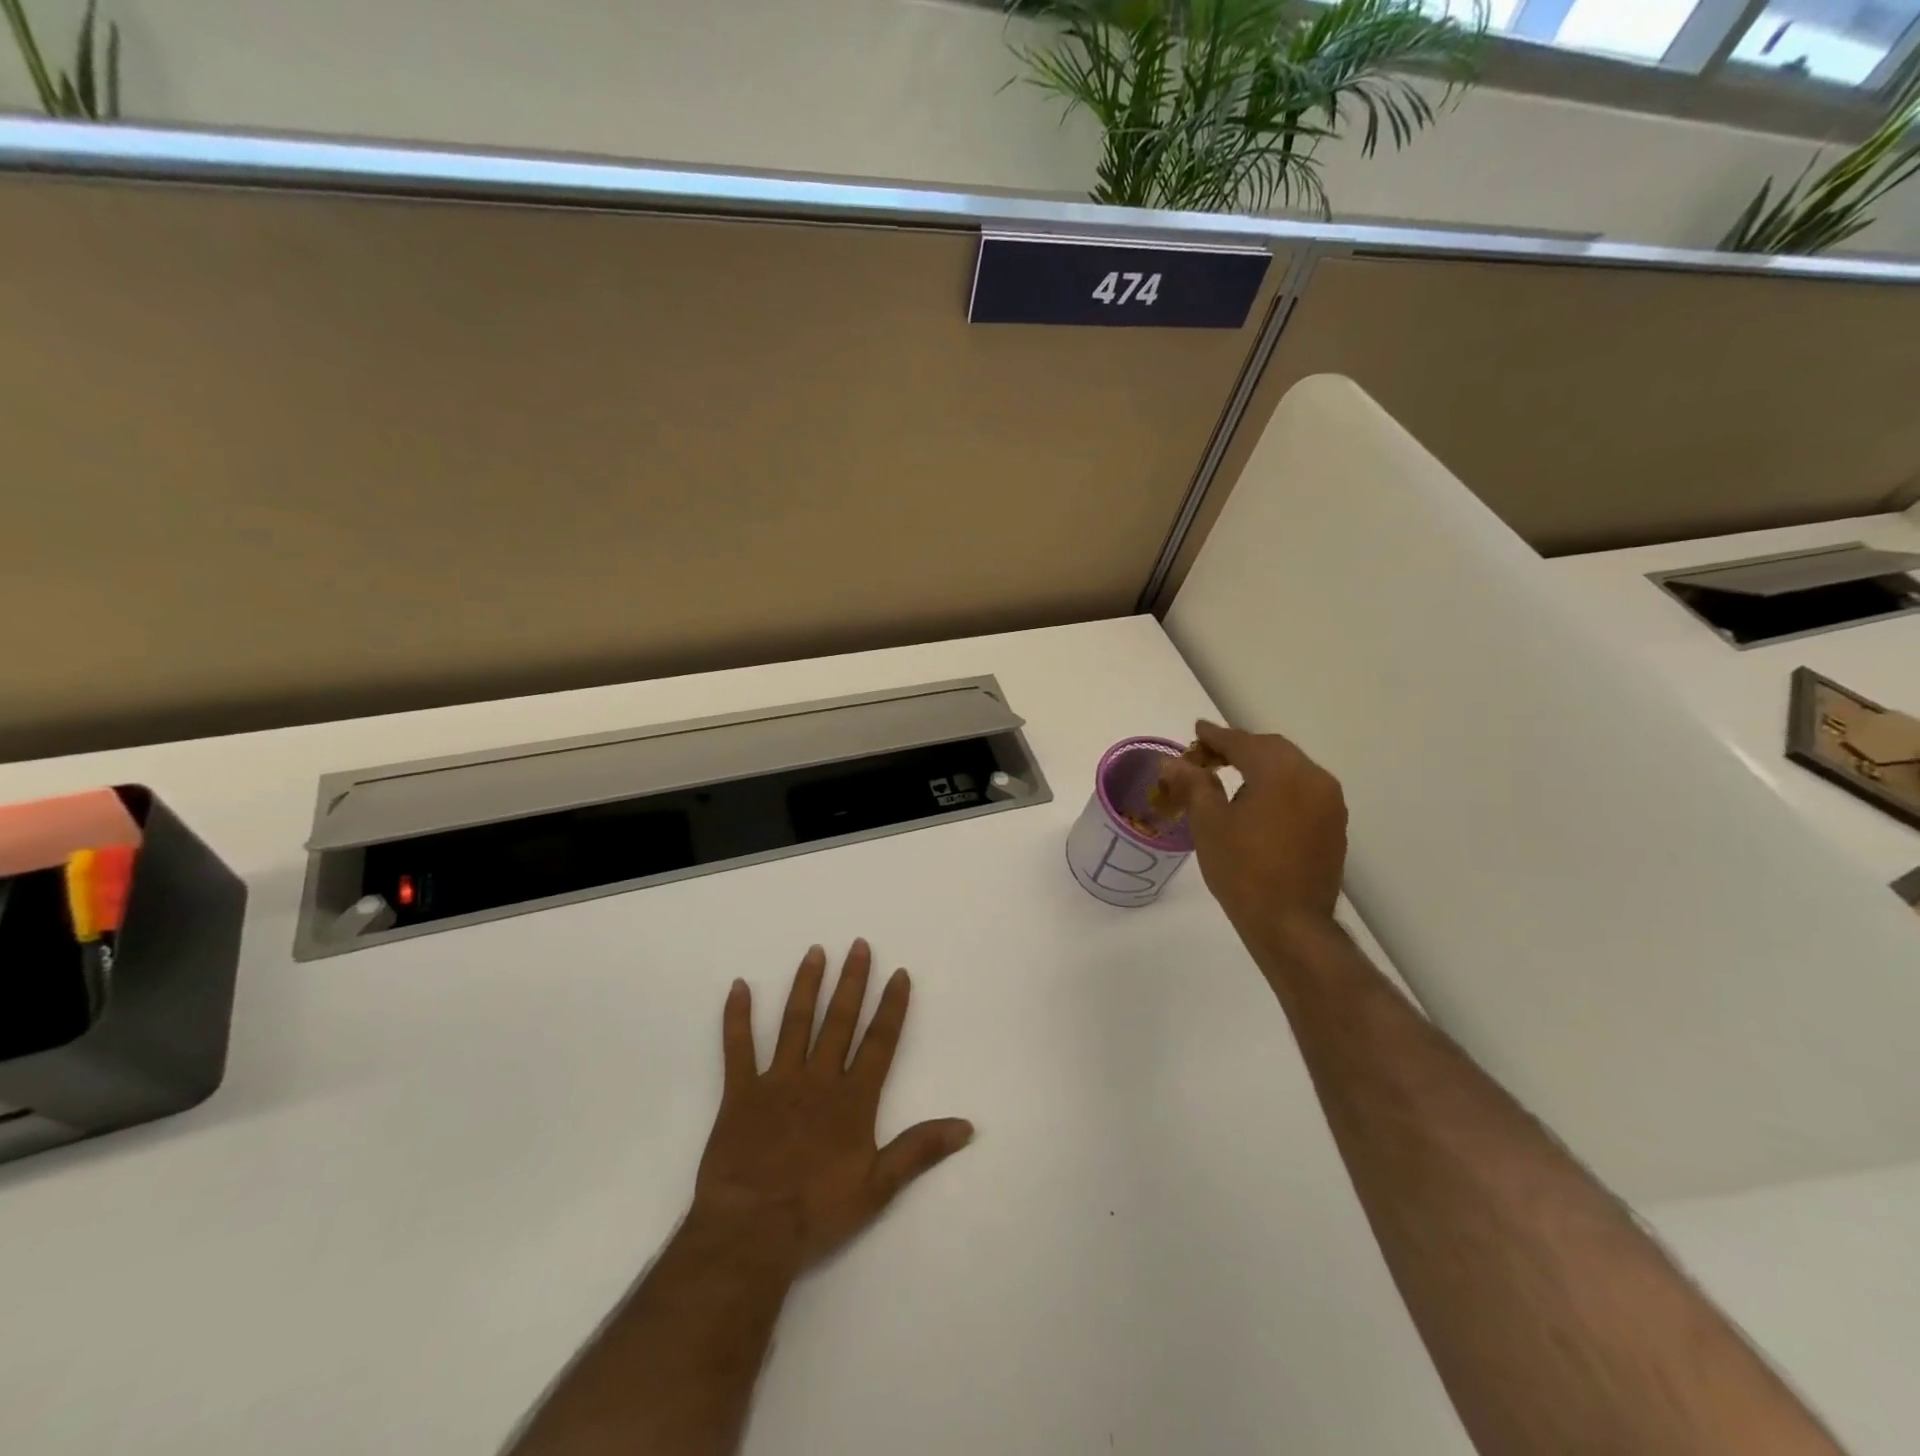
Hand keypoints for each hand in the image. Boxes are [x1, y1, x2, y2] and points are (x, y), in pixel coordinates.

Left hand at [688, 941, 973, 1276]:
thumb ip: (920, 1150)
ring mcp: (777, 1081)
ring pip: (795, 1023)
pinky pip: (737, 1048)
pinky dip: (736, 1016)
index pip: (879, 1042)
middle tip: (858, 945)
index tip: (898, 973)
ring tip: (815, 952)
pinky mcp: (740, 1093)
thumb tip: (967, 1126)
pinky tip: (739, 986)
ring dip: (806, 985)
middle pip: (839, 1021)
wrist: (752, 1231)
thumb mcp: (879, 1187)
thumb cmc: (818, 1211)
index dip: (891, 1006)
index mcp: (853, 1099)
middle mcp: (819, 1078)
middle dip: (851, 981)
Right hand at [1158, 720, 1347, 938]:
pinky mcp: (1334, 825)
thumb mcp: (1208, 824)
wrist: (1291, 924)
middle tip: (1208, 755)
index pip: (1244, 742)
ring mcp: (1329, 803)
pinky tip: (1258, 801)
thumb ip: (1194, 784)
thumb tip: (1175, 763)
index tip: (1197, 730)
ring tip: (1230, 776)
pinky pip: (1303, 790)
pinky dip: (1278, 785)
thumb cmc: (1243, 871)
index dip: (1216, 736)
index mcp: (1282, 773)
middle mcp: (1314, 778)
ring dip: (1261, 765)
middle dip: (1239, 748)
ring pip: (1291, 768)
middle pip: (1272, 749)